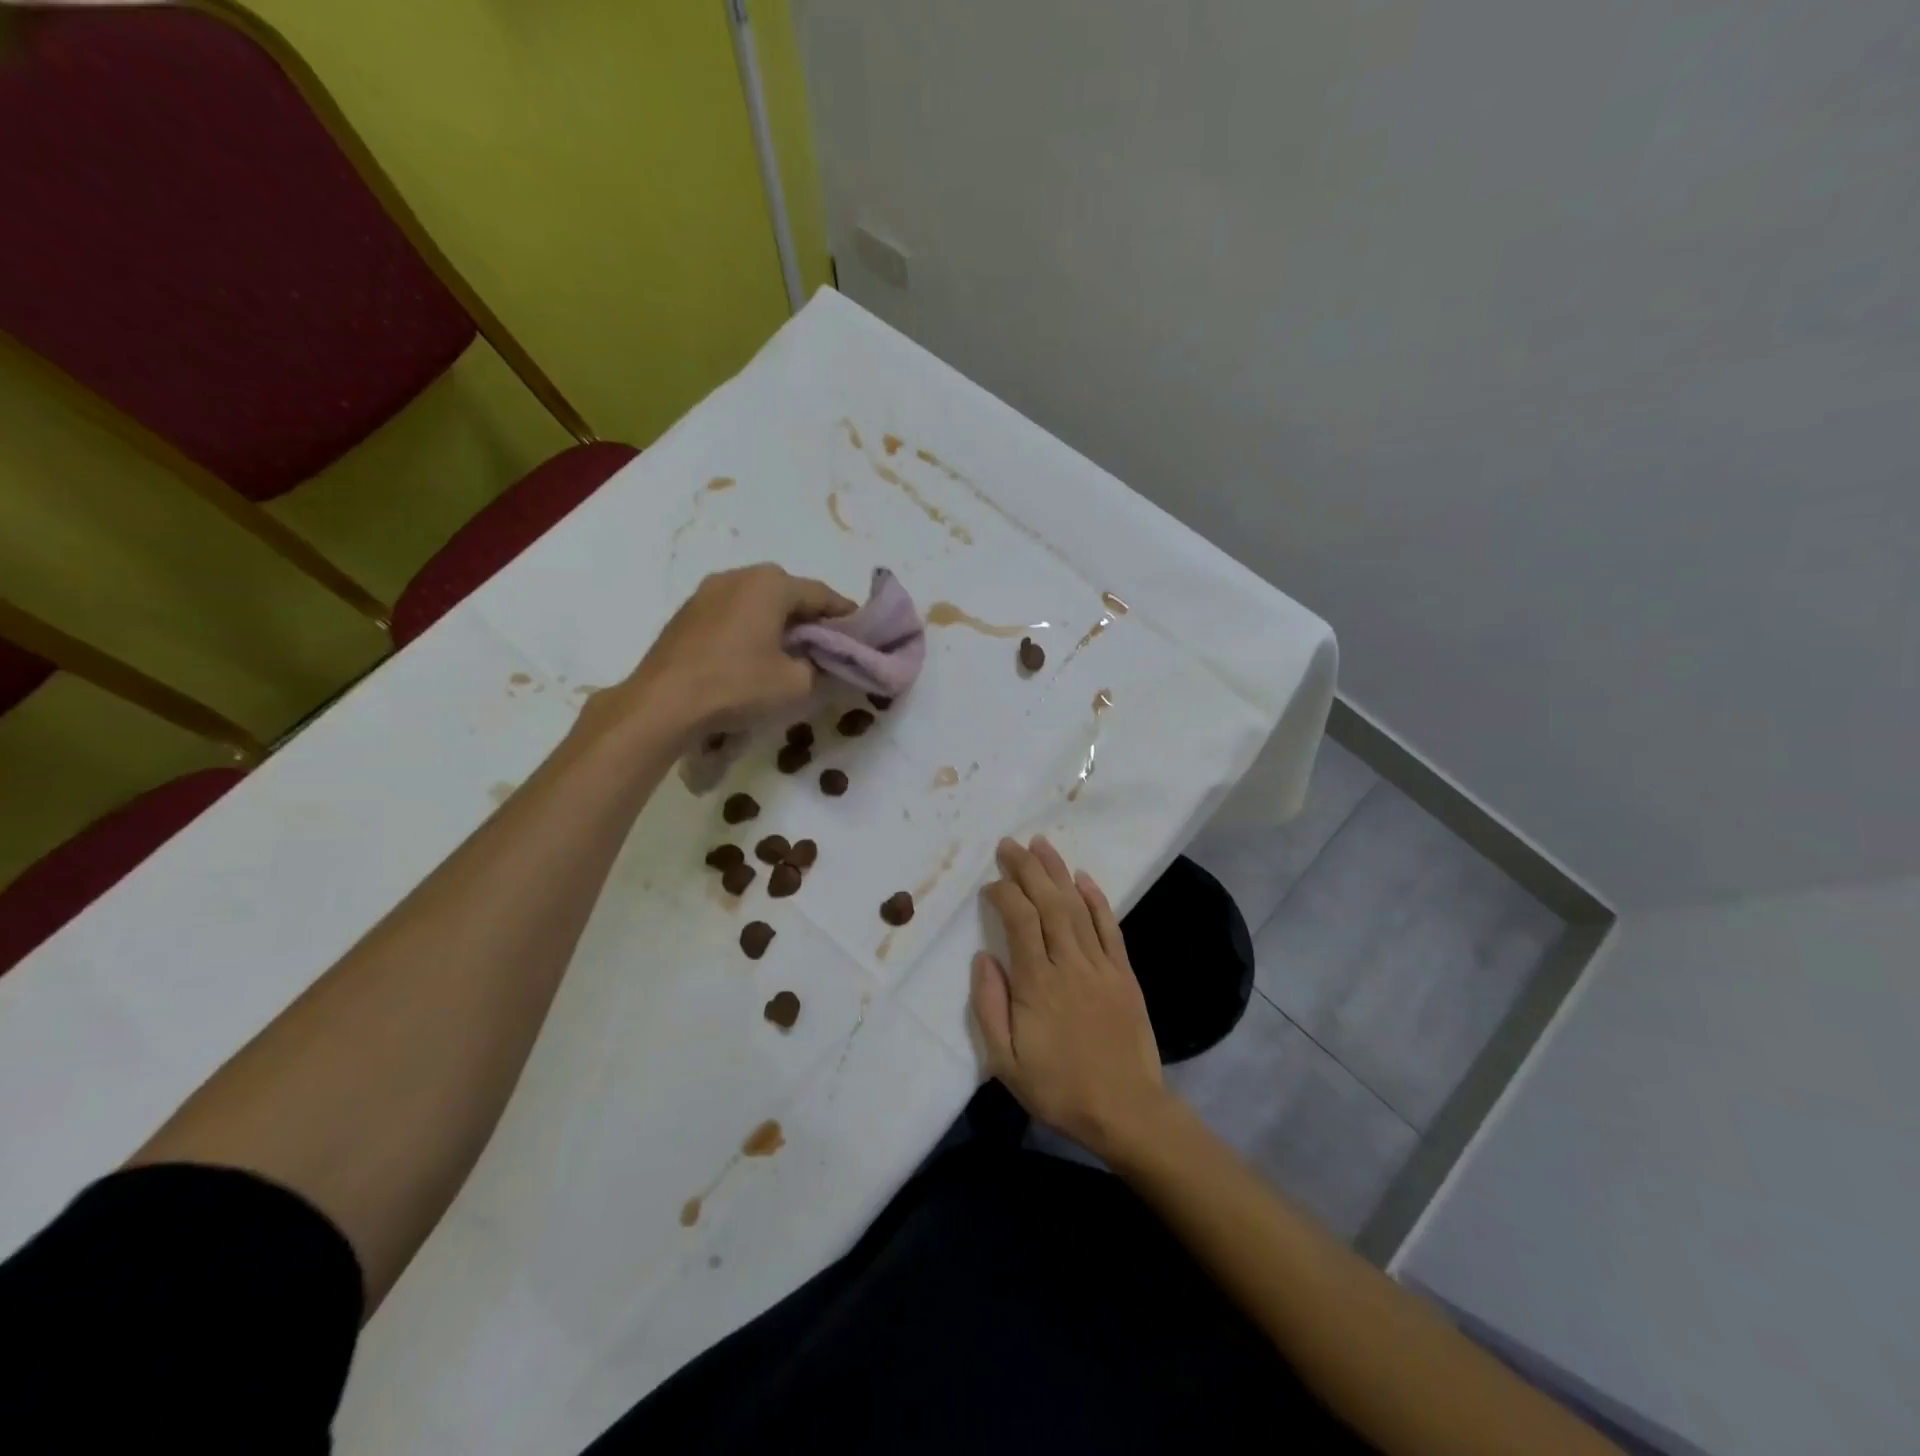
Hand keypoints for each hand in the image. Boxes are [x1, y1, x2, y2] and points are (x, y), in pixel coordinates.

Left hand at [616, 565, 853, 738]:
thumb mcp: (796, 684)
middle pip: (789, 592)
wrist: (663, 703)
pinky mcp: (688, 612)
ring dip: (780, 620)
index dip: (845, 615)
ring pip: (758, 600)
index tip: (861, 634)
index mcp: (771, 584)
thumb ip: (820, 666)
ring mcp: (708, 591)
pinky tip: (755, 654)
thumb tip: (821, 661)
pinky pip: (734, 612)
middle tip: (827, 644)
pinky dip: (752, 626)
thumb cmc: (737, 686)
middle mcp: (739, 575)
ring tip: (792, 650)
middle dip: (811, 616)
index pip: (822, 594)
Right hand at [970, 836, 1171, 1161]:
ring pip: (1077, 907)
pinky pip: (1110, 928)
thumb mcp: (1005, 1062)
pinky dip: (1097, 900)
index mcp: (1037, 984)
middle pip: (1048, 903)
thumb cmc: (1058, 1088)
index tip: (990, 884)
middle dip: (1027, 869)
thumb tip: (982, 958)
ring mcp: (1100, 966)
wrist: (1125, 1110)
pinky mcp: (1124, 974)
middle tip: (1010, 843)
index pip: (1019, 921)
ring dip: (1058, 873)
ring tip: (1041, 844)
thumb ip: (989, 1006)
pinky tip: (1084, 878)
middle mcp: (1069, 964)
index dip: (1004, 894)